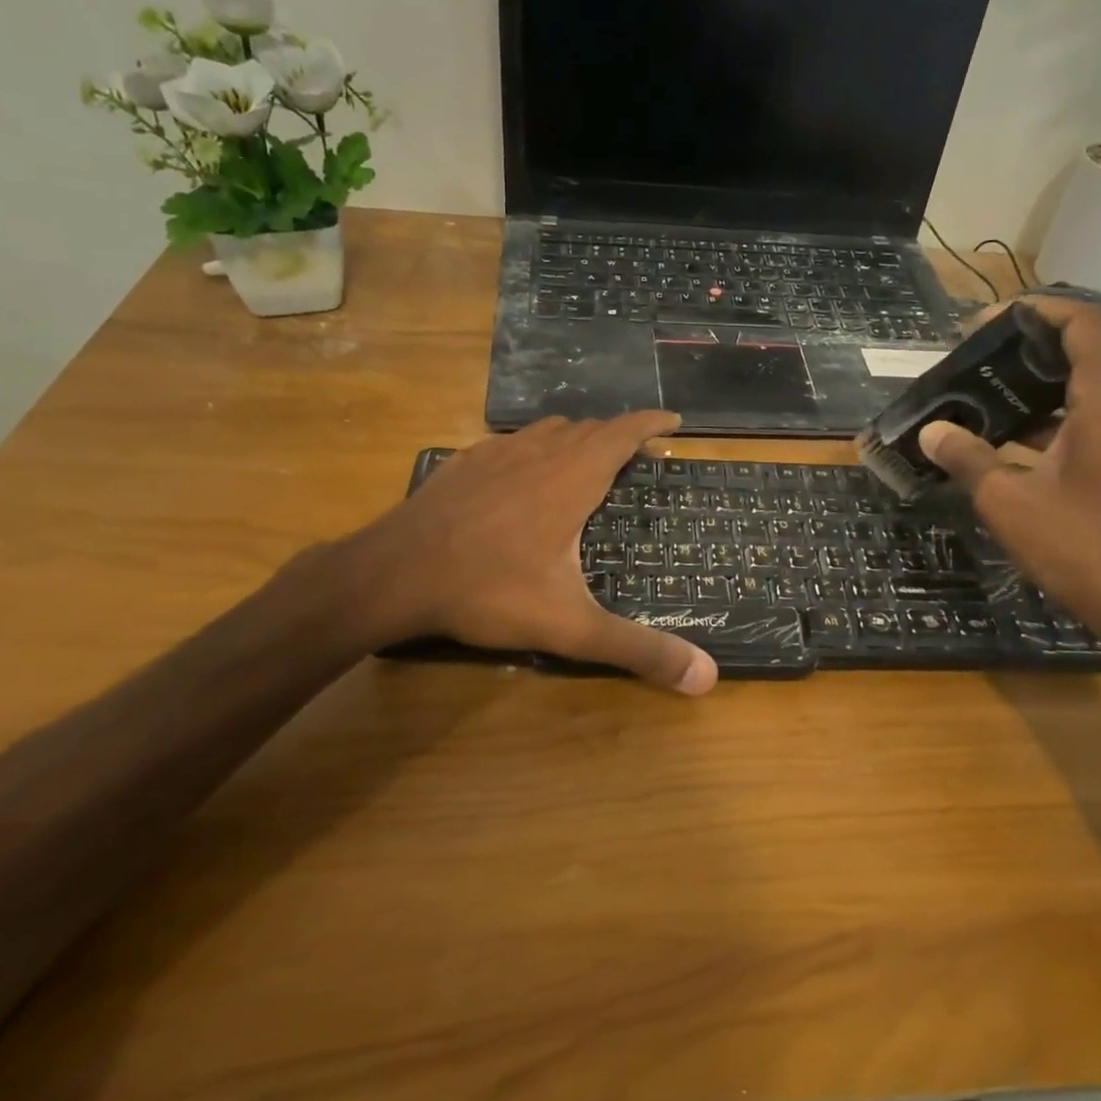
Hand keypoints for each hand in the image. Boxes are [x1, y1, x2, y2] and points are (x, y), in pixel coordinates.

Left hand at [345, 413, 717, 693]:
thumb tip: (707, 679)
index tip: (674, 421)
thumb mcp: (570, 627)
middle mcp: (538, 453)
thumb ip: (637, 649)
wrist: (393, 574)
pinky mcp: (463, 462)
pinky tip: (522, 474)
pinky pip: (510, 442)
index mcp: (571, 478)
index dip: (651, 423)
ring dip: (575, 438)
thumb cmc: (488, 590)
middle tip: (636, 457)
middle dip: (617, 436)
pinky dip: (532, 448)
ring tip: (586, 461)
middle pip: (588, 428)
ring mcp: (495, 453)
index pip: (622, 433)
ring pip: (547, 430)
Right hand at [916, 297, 1100, 637]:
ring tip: (981, 394)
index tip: (987, 322)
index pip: (1083, 326)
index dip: (1037, 310)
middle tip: (974, 359)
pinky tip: (1004, 441)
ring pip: (1083, 391)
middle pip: (1083, 353)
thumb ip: (968, 458)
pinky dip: (1048, 420)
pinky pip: (1086, 423)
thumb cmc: (1079, 545)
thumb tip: (931, 430)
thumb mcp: (1008, 501)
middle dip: (1027, 349)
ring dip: (1035, 387)